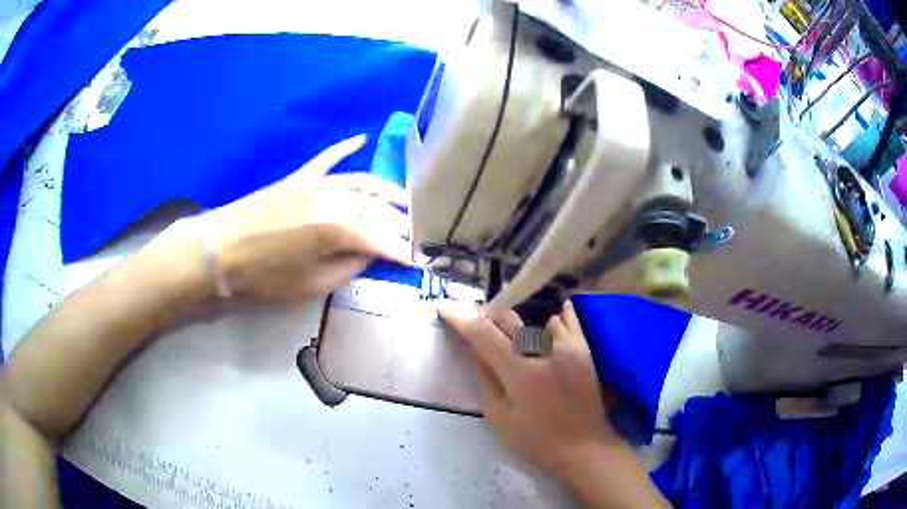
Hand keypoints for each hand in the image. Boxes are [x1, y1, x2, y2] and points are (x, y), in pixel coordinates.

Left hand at [205, 135, 411, 300]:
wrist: (224, 247)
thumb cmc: (266, 274)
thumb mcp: (311, 285)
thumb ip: (347, 268)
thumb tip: (369, 254)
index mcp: (338, 230)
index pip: (382, 241)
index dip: (402, 252)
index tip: (420, 260)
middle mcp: (334, 200)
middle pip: (377, 210)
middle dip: (401, 224)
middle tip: (417, 232)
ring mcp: (317, 184)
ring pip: (361, 183)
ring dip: (386, 190)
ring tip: (406, 198)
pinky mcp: (300, 177)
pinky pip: (327, 158)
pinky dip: (344, 148)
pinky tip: (360, 139)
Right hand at [437, 300, 620, 474]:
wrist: (584, 448)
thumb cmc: (537, 442)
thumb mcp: (500, 419)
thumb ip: (487, 381)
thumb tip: (477, 352)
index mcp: (519, 373)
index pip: (483, 335)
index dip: (461, 318)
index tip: (445, 306)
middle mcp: (544, 352)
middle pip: (509, 320)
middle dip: (487, 317)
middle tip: (474, 320)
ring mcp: (568, 348)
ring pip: (536, 320)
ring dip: (518, 324)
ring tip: (509, 333)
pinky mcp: (584, 352)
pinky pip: (569, 323)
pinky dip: (556, 319)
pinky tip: (551, 318)